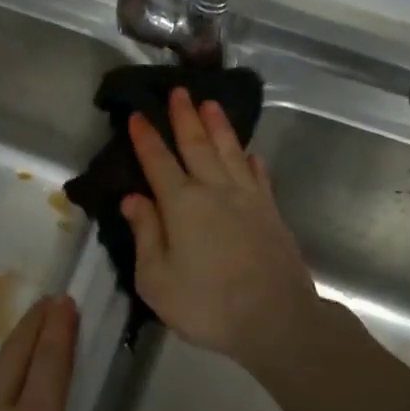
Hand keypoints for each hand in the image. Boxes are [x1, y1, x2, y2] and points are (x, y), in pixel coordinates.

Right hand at [120, 87, 322, 376]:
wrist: (276, 320)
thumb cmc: (207, 304)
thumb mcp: (157, 279)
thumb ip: (145, 234)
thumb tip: (133, 198)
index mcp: (182, 204)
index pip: (158, 162)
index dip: (146, 138)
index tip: (137, 115)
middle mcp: (215, 191)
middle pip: (197, 145)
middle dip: (185, 117)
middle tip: (179, 91)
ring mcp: (248, 199)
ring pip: (230, 152)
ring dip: (218, 127)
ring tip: (211, 103)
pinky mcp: (271, 213)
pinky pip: (259, 177)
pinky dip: (252, 162)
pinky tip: (251, 154)